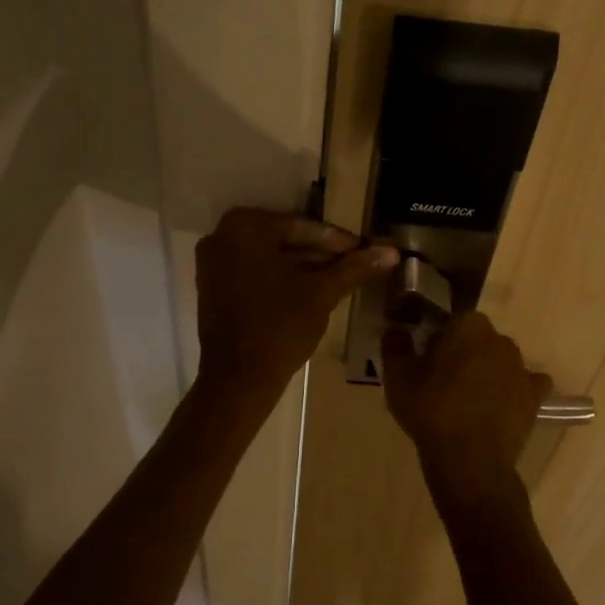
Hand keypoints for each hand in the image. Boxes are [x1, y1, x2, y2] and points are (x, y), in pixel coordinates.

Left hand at [195, 208, 397, 395]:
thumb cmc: (280, 326)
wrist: (238, 379)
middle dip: (320, 254)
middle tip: (355, 264)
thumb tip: (392, 251)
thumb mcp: (322, 293)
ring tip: (339, 279)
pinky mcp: (212, 285)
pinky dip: (280, 278)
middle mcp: (223, 234)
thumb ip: (355, 268)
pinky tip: (311, 290)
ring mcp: (213, 261)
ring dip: (303, 266)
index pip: (303, 228)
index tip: (365, 251)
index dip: (338, 242)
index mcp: (246, 226)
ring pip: (270, 257)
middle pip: (284, 239)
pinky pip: (254, 271)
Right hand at [380, 312, 551, 514]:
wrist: (470, 461)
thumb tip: (395, 329)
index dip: (438, 338)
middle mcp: (500, 339)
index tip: (425, 359)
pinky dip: (513, 391)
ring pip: (499, 361)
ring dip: (486, 371)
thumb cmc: (431, 411)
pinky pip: (525, 385)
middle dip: (463, 352)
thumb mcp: (397, 377)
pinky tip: (499, 407)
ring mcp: (521, 368)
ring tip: (466, 401)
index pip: (452, 320)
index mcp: (469, 326)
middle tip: (442, 381)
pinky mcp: (534, 397)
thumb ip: (395, 345)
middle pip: (478, 339)